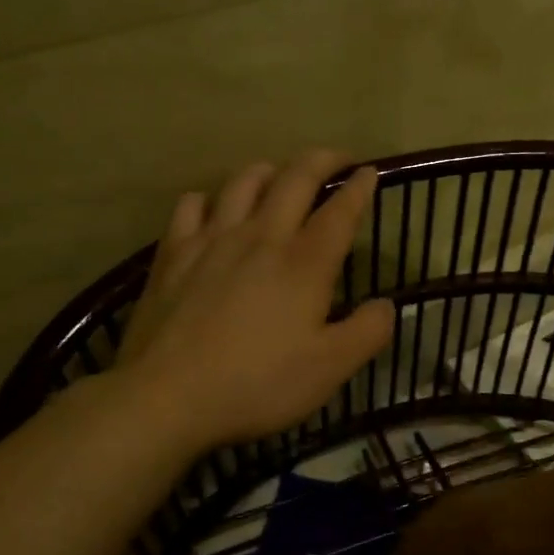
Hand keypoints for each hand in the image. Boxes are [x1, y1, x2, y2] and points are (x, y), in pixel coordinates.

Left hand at [114, 150, 394, 453]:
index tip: (370, 172)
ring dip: (269, 170)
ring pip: (243, 181)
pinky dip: (210, 198)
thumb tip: (385, 304)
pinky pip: (192, 204)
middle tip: (337, 159)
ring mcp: (211, 239)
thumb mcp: (330, 370)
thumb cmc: (257, 384)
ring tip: (279, 176)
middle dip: (322, 160)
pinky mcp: (173, 253)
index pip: (340, 210)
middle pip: (295, 178)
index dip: (359, 187)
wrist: (168, 395)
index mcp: (304, 263)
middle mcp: (261, 236)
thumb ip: (368, 332)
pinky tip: (213, 210)